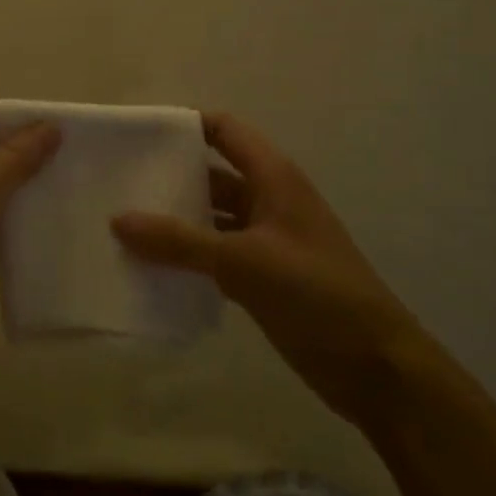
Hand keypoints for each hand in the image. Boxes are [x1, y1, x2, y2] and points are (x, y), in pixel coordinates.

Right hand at [112, 113, 419, 423]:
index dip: (185, 125)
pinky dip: (186, 257)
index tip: (139, 134)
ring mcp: (266, 241)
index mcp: (273, 178)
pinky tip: (150, 267)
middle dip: (170, 176)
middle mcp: (268, 201)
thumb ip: (179, 241)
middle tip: (118, 181)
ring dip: (174, 221)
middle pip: (212, 174)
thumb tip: (117, 220)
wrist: (377, 370)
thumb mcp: (244, 262)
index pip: (224, 130)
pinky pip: (214, 255)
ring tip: (122, 224)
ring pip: (211, 218)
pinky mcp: (262, 278)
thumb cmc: (317, 294)